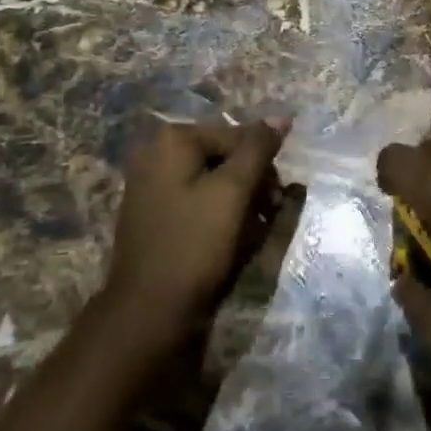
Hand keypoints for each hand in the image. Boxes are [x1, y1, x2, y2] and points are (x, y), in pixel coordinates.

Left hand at [105, 119, 290, 348]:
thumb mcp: (234, 192)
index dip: (263, 166)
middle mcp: (156, 154)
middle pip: (224, 157)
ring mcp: (151, 185)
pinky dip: (217, 216)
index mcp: (172, 140)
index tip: (276, 201)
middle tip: (266, 217)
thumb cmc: (195, 245)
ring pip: (213, 181)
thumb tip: (281, 117)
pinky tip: (228, 242)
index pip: (237, 136)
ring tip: (249, 234)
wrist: (148, 313)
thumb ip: (258, 149)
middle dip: (251, 184)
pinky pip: (196, 202)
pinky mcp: (153, 215)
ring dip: (239, 203)